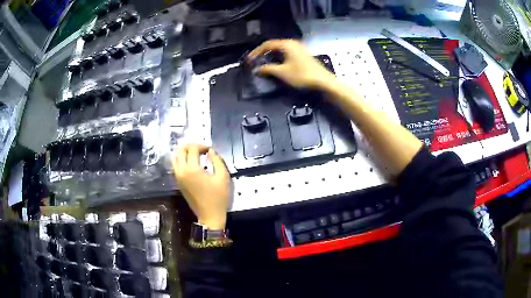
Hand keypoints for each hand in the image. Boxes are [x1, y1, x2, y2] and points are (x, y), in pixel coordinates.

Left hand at [172, 144, 230, 229]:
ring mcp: (177, 177)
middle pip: (180, 150)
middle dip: (190, 146)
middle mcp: (181, 171)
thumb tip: (211, 151)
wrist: (210, 215)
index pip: (192, 148)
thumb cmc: (218, 197)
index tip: (209, 150)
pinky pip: (175, 165)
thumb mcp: (223, 177)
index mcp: (192, 169)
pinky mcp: (177, 182)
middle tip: (201, 149)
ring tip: (195, 154)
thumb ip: (217, 160)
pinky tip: (192, 162)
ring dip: (184, 152)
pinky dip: (181, 159)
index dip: (201, 145)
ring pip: (175, 157)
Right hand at [248, 39, 335, 88]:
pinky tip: (277, 65)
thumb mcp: (282, 72)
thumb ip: (267, 69)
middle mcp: (292, 43)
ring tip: (263, 64)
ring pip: (281, 50)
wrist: (323, 81)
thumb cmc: (302, 75)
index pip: (267, 44)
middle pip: (274, 46)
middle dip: (263, 53)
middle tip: (255, 61)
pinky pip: (287, 53)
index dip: (256, 52)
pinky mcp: (303, 55)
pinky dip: (279, 58)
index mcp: (286, 44)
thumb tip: (256, 69)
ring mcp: (299, 48)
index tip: (249, 60)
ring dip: (271, 56)